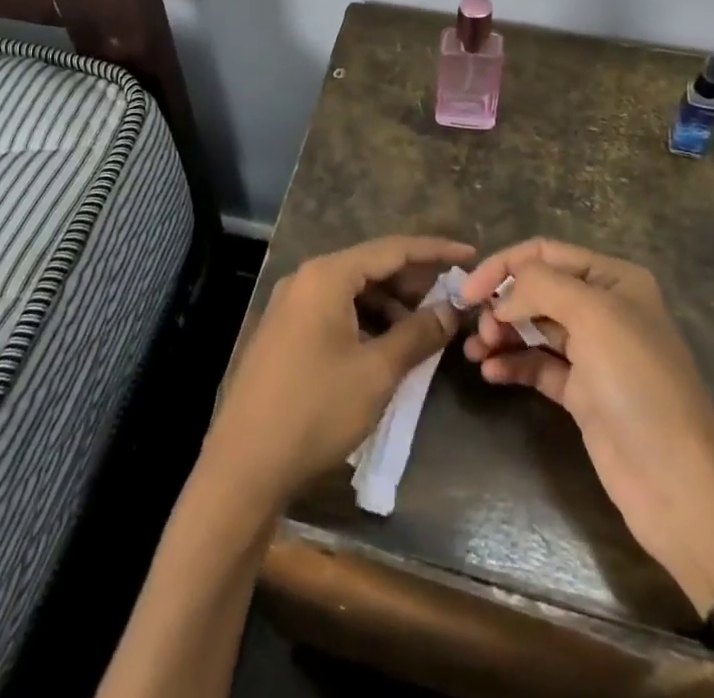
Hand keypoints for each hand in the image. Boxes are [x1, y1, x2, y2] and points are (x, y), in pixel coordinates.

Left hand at [203, 235, 475, 512]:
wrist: (243, 464)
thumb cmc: (315, 410)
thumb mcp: (376, 372)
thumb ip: (417, 334)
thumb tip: (451, 310)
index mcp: (326, 276)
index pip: (391, 249)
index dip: (434, 251)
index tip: (470, 255)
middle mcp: (306, 279)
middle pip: (370, 266)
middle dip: (413, 281)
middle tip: (453, 298)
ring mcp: (291, 304)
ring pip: (352, 290)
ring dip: (390, 304)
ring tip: (426, 328)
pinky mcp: (285, 331)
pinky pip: (335, 310)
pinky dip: (365, 319)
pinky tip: (387, 345)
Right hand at [458, 239, 713, 603]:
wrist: (678, 483)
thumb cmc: (637, 383)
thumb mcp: (592, 314)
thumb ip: (539, 286)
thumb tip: (503, 296)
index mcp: (613, 279)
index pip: (544, 253)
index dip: (503, 265)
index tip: (468, 291)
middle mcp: (603, 309)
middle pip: (536, 290)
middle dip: (502, 303)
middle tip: (480, 331)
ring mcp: (594, 353)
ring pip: (533, 328)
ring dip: (501, 334)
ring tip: (476, 353)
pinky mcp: (583, 393)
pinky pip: (538, 365)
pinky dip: (512, 364)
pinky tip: (490, 373)